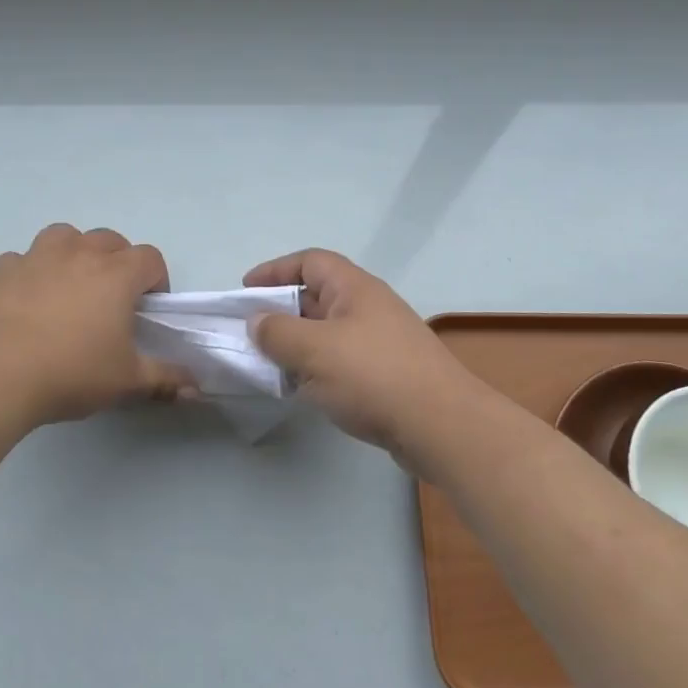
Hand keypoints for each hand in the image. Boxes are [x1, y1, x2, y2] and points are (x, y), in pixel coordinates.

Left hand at [0, 224, 195, 427]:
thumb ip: (164, 379)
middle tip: (112, 299)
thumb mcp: (126, 382)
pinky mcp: (0, 271)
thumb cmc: (70, 373)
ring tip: (70, 286)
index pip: (150, 258)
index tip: (149, 308)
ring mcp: (36, 258)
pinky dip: (29, 272)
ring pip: (64, 236)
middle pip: (109, 240)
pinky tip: (25, 300)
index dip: (156, 280)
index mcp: (116, 274)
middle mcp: (79, 254)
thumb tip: (195, 387)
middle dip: (118, 262)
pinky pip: (21, 260)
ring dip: (73, 253)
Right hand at [243, 249, 482, 469]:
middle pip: (318, 296)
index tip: (246, 290)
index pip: (310, 261)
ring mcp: (382, 340)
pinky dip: (319, 368)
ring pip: (329, 331)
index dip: (275, 270)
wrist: (441, 425)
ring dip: (299, 343)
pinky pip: (343, 359)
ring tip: (272, 364)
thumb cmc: (373, 376)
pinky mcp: (388, 373)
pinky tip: (306, 390)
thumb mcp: (314, 350)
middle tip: (252, 332)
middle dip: (283, 311)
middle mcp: (369, 306)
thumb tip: (257, 322)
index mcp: (354, 288)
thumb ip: (277, 332)